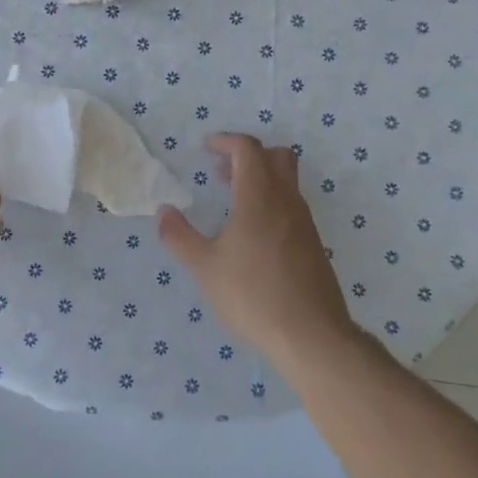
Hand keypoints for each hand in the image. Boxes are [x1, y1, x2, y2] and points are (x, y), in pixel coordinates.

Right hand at [157, 133, 354, 363]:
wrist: (311, 335)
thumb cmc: (252, 295)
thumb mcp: (204, 267)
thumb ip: (179, 236)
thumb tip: (163, 211)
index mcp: (259, 197)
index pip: (247, 149)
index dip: (225, 141)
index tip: (205, 149)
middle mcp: (287, 201)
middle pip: (276, 157)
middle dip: (247, 155)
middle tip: (221, 173)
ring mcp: (304, 223)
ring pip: (287, 182)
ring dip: (260, 180)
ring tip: (232, 204)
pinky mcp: (313, 245)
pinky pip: (292, 207)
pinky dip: (271, 204)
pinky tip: (253, 236)